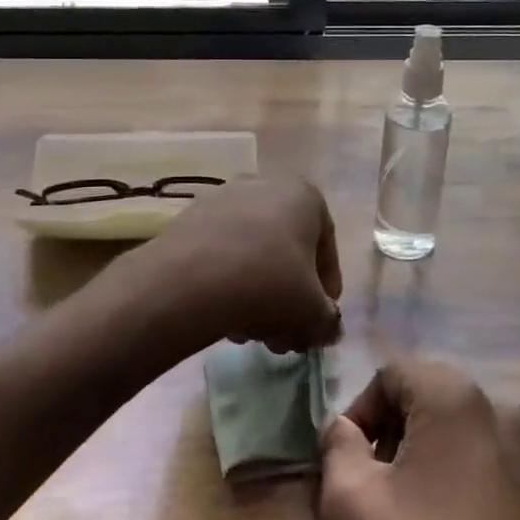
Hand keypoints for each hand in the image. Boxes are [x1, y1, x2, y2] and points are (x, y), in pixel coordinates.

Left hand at [120, 177, 342, 354]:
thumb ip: (328, 321)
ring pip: (254, 252)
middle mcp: (266, 185)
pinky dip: (229, 281)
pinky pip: (222, 252)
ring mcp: (224, 198)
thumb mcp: (313, 313)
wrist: (192, 279)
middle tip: (284, 334)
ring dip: (259, 292)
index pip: (326, 247)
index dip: (327, 289)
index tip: (320, 318)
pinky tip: (224, 316)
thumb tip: (329, 329)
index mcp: (305, 196)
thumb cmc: (269, 284)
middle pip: (286, 250)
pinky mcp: (190, 217)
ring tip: (252, 333)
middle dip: (289, 296)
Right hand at [319, 357, 519, 519]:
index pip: (394, 373)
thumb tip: (345, 428)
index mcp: (457, 397)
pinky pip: (500, 466)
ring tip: (417, 512)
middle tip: (377, 485)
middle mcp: (506, 409)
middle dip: (398, 431)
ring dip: (435, 455)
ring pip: (468, 432)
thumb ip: (337, 445)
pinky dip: (472, 481)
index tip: (351, 460)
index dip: (363, 410)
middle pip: (433, 398)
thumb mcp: (350, 501)